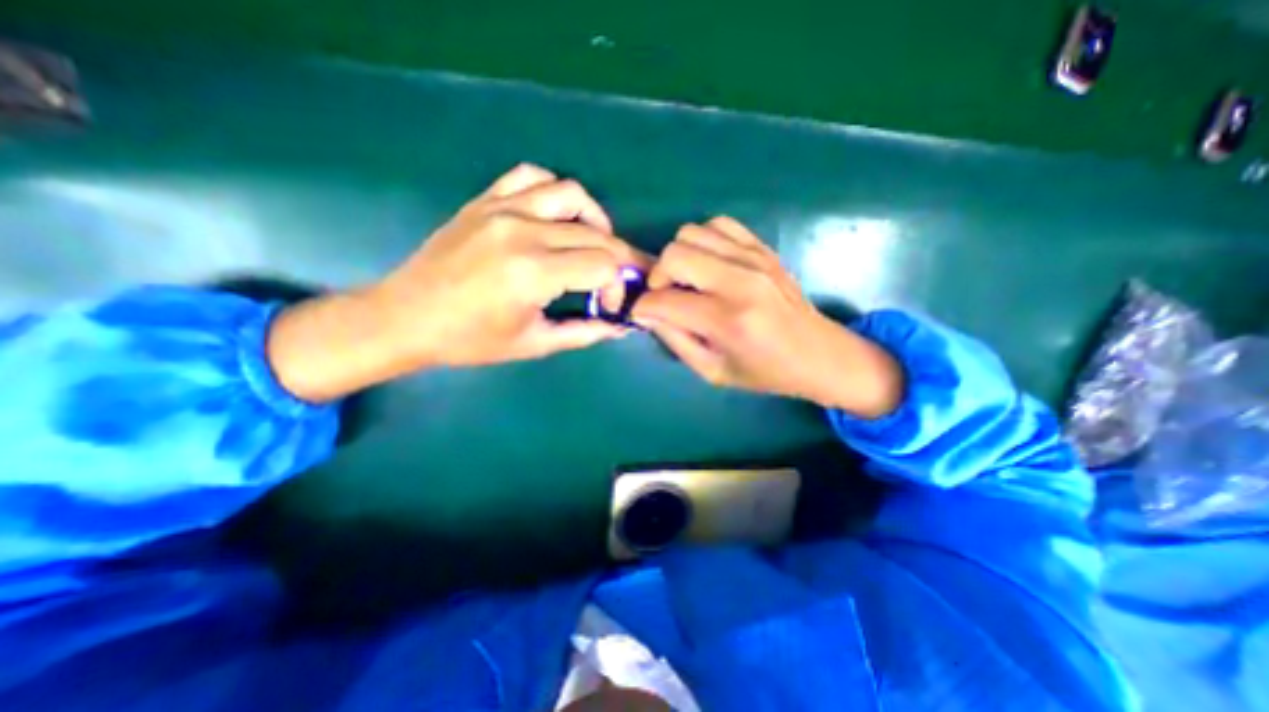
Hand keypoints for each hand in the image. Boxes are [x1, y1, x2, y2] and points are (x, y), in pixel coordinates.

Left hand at [265, 164, 645, 401]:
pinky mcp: (485, 200)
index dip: (617, 285)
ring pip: (571, 194)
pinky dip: (555, 191)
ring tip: (597, 242)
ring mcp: (502, 209)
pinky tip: (558, 215)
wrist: (407, 317)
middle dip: (619, 258)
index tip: (608, 305)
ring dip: (596, 219)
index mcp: (534, 274)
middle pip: (596, 233)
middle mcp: (523, 232)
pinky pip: (531, 176)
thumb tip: (620, 327)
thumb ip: (584, 333)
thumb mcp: (533, 343)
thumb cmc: (470, 340)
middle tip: (618, 279)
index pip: (604, 265)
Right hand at [631, 216, 900, 415]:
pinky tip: (709, 265)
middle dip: (658, 277)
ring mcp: (754, 258)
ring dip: (679, 258)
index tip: (644, 315)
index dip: (643, 308)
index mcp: (728, 320)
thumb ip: (674, 340)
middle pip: (674, 254)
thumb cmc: (764, 371)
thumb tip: (647, 313)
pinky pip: (718, 224)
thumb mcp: (712, 371)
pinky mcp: (763, 248)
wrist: (819, 353)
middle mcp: (740, 281)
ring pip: (691, 233)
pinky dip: (704, 241)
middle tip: (666, 296)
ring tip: (688, 281)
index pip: (664, 300)